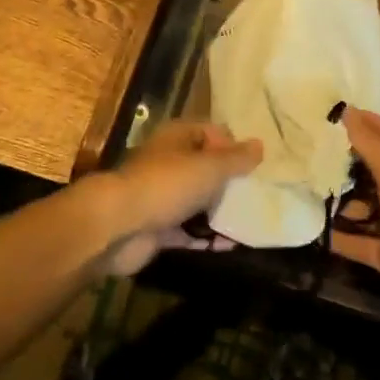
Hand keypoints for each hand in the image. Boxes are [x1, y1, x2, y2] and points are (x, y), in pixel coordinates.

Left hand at [90, 121, 261, 277]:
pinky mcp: (158, 228)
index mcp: (179, 137)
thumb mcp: (210, 167)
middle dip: (230, 183)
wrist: (119, 225)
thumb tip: (260, 145)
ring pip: (198, 201)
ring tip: (250, 224)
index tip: (254, 168)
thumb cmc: (167, 184)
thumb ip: (236, 159)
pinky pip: (189, 230)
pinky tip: (230, 246)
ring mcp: (162, 196)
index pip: (213, 133)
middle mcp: (170, 162)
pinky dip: (206, 237)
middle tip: (256, 198)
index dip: (234, 147)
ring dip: (220, 213)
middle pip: (206, 168)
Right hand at [332, 108, 379, 339]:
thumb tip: (347, 110)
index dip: (366, 122)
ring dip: (339, 200)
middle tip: (309, 149)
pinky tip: (312, 230)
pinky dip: (340, 238)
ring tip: (303, 186)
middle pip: (375, 171)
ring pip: (365, 208)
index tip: (334, 112)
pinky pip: (360, 244)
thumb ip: (369, 144)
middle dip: (346, 161)